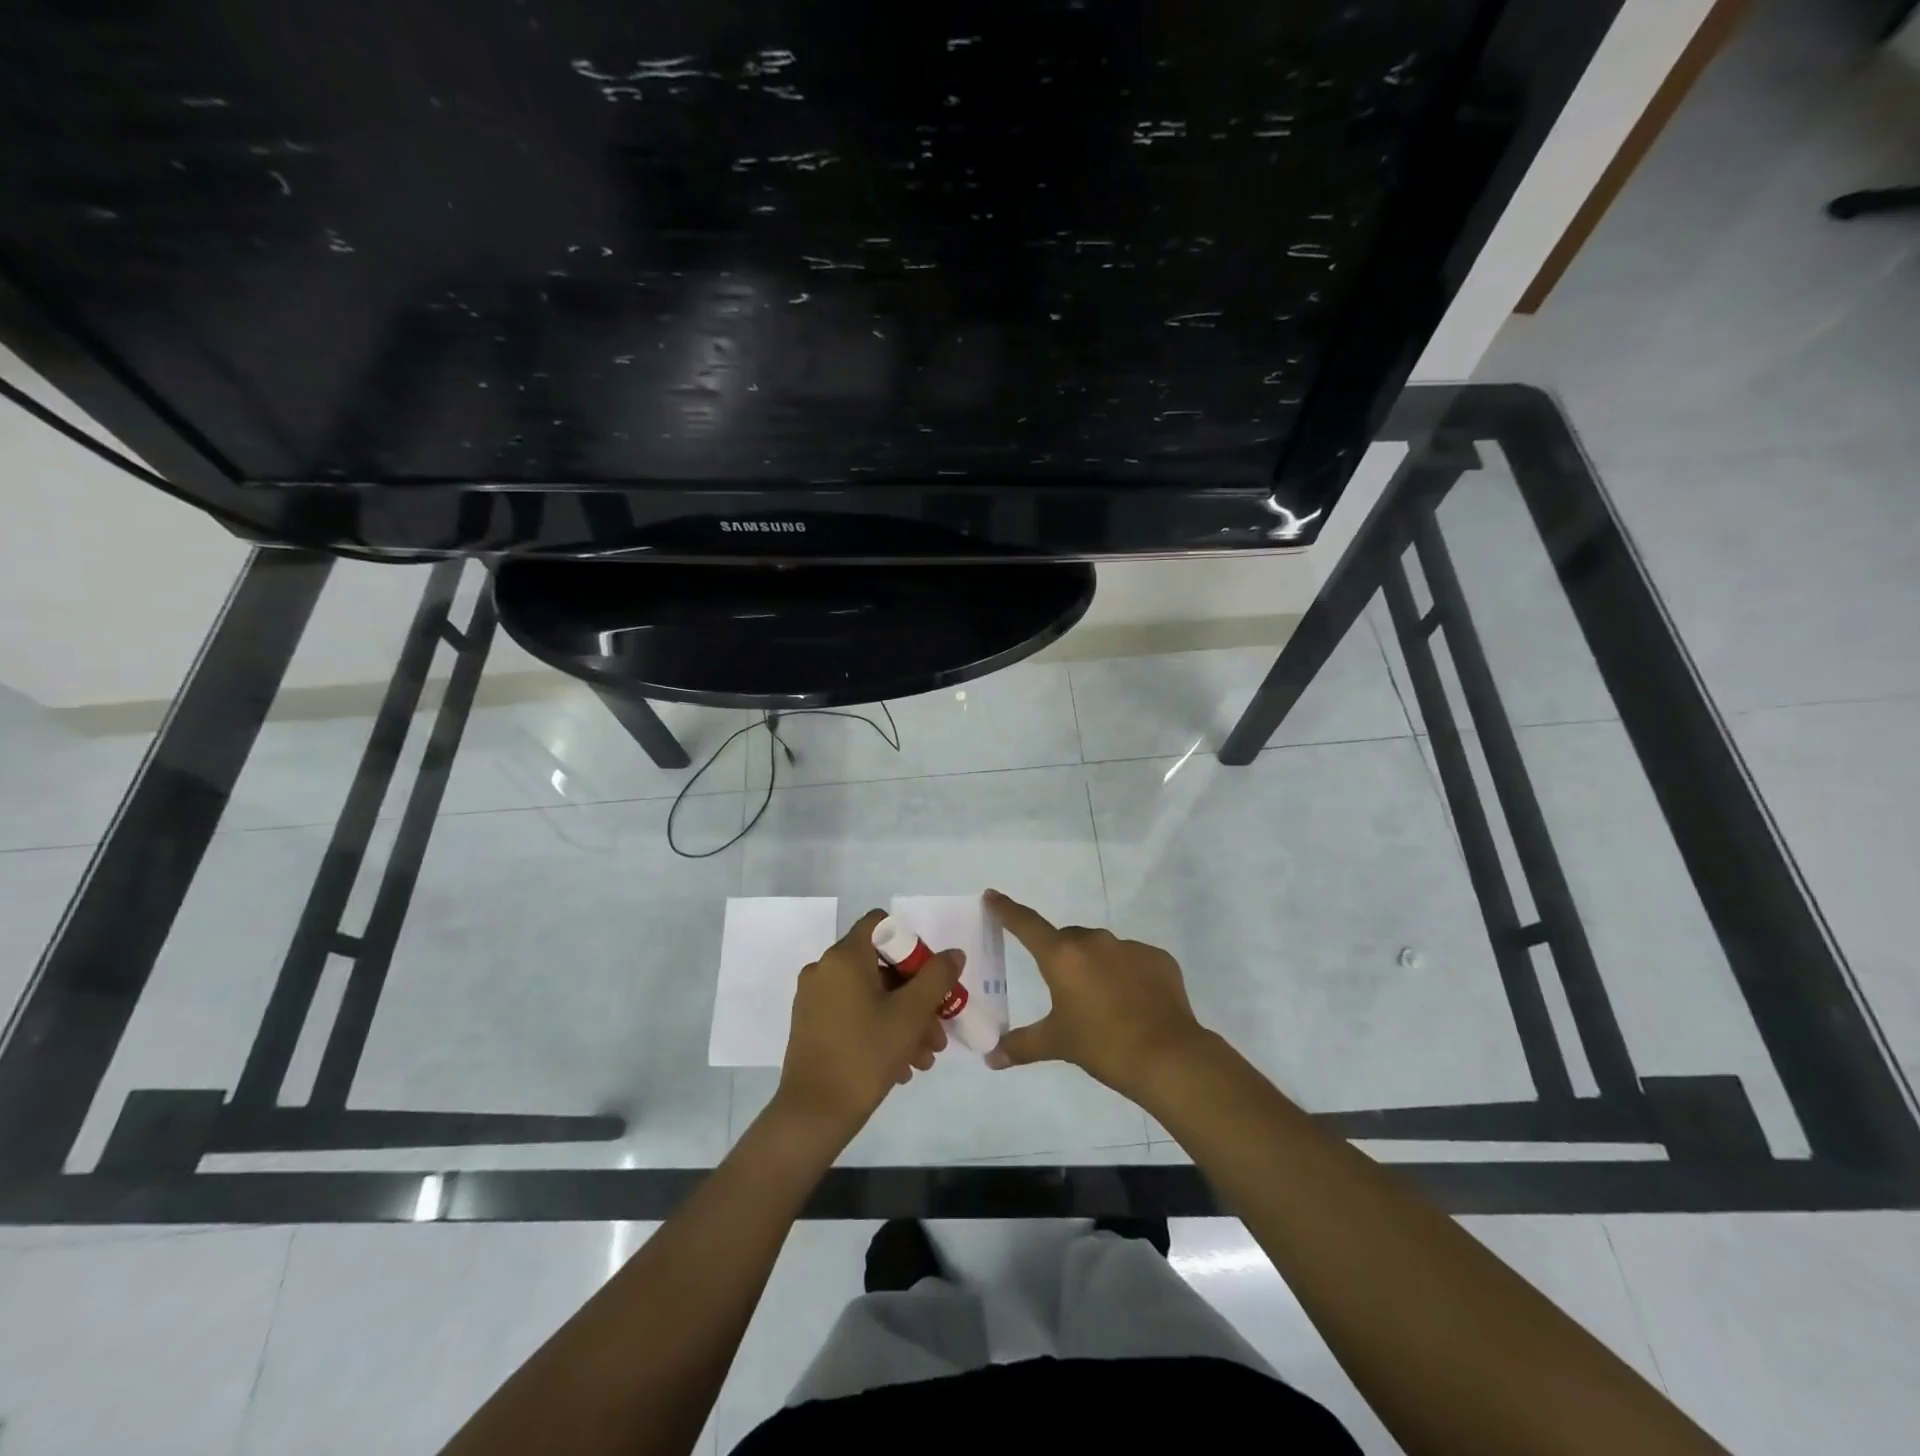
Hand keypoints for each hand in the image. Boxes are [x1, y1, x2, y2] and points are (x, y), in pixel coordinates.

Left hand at [775, 908, 963, 1147]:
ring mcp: (813, 998)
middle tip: (938, 1029)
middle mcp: (824, 969)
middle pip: (880, 965)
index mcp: (844, 957)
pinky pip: (853, 1013)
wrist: (813, 1114)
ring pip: (870, 995)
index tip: (930, 978)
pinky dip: (879, 1028)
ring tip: (925, 1057)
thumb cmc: (865, 1055)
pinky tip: (902, 1066)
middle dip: (915, 995)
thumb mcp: (910, 1015)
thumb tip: (953, 954)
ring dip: (902, 1019)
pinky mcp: (810, 1025)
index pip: (881, 925)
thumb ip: (936, 977)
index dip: (912, 945)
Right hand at [983, 889, 1211, 1105]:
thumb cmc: (1103, 1046)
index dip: (1006, 909)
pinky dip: (1127, 974)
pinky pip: (1133, 959)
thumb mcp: (1057, 1044)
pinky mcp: (1158, 958)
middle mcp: (1094, 942)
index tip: (993, 895)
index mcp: (1063, 957)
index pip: (1026, 924)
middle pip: (1067, 939)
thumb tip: (991, 1058)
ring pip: (1102, 948)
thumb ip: (1021, 1046)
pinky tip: (1133, 1003)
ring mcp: (1130, 946)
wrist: (1168, 1057)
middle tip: (1062, 987)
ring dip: (1095, 965)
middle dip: (1061, 955)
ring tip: (1102, 1000)